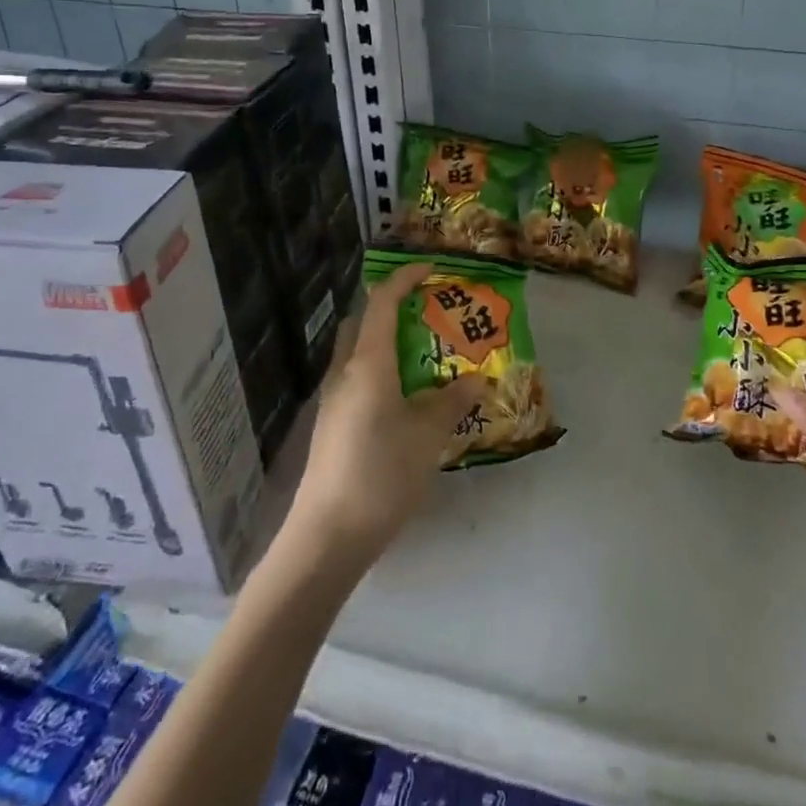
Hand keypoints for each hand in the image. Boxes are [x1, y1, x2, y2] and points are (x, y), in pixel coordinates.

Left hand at [287, 263, 487, 569]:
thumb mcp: (428, 435)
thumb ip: (453, 401)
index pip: (383, 303)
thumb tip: (479, 378)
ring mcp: (333, 399)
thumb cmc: (381, 473)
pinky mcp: (331, 424)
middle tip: (427, 313)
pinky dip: (380, 369)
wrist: (327, 534)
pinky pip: (356, 378)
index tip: (431, 270)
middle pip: (362, 322)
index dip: (405, 279)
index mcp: (368, 363)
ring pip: (357, 351)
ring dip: (386, 341)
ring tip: (423, 354)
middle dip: (392, 308)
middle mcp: (345, 372)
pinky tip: (404, 396)